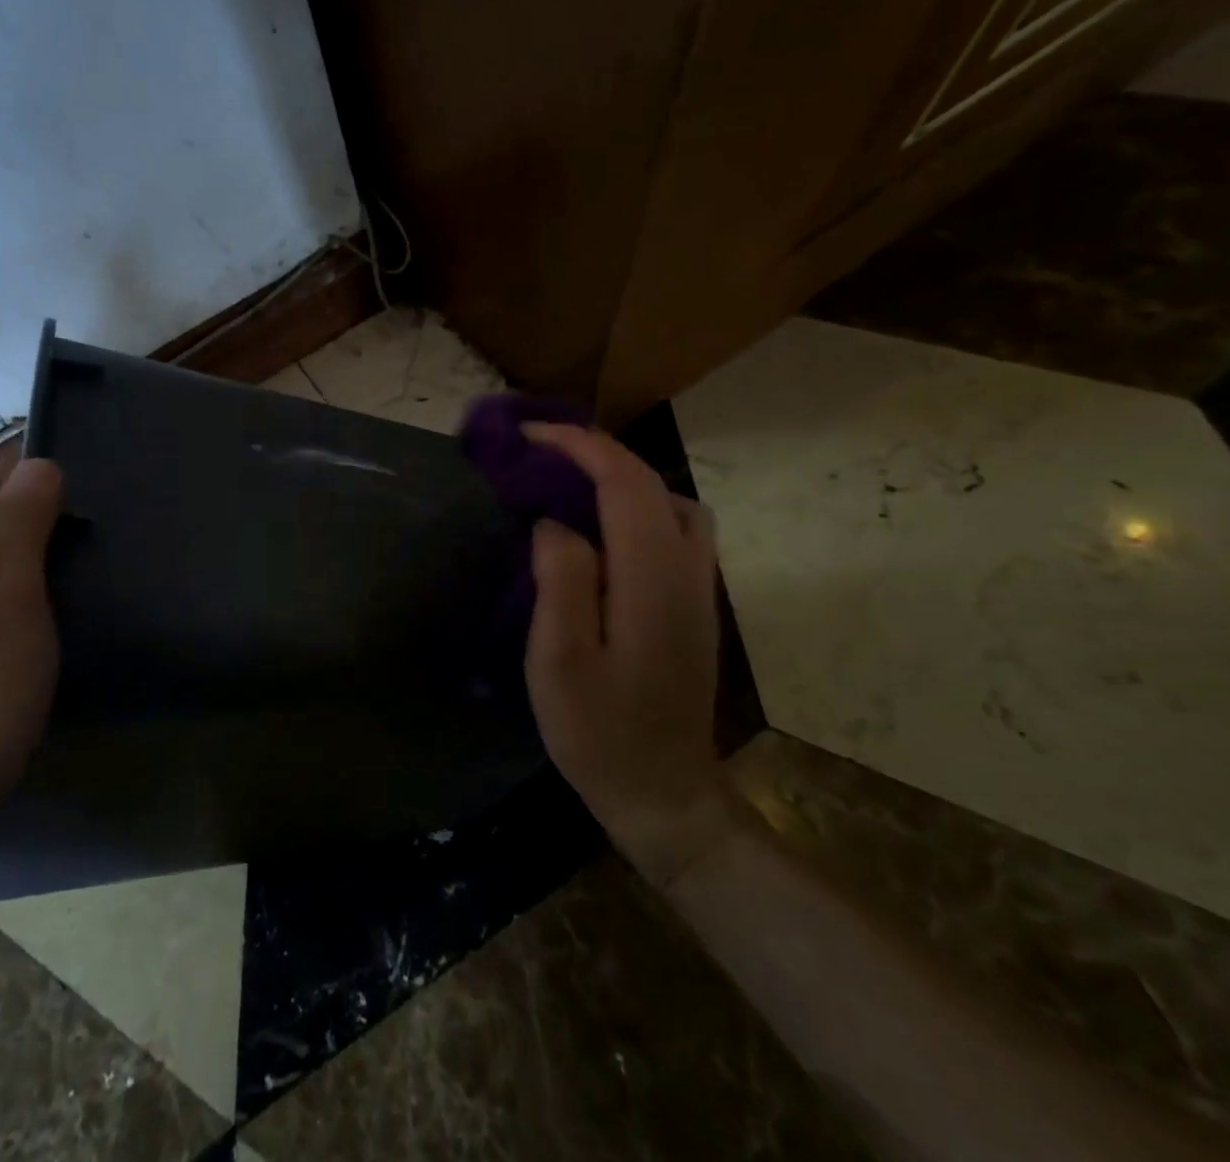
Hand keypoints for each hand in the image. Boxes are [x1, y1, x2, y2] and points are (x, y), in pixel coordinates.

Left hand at [0, 457, 64, 845]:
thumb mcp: (5, 595)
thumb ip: (18, 521)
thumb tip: (38, 463)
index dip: (41, 469)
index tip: (96, 479)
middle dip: (39, 503)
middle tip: (102, 520)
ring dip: (31, 544)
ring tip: (84, 558)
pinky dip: (19, 583)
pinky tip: (45, 609)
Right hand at [521, 423, 732, 875]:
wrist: (664, 792)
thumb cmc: (600, 732)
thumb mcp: (559, 661)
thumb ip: (562, 580)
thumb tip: (556, 521)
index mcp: (651, 578)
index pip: (624, 483)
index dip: (579, 447)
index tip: (530, 437)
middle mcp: (687, 570)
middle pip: (651, 483)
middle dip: (595, 452)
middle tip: (539, 452)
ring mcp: (699, 587)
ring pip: (670, 502)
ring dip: (621, 478)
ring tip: (569, 485)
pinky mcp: (695, 603)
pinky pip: (673, 529)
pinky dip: (637, 506)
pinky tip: (602, 530)